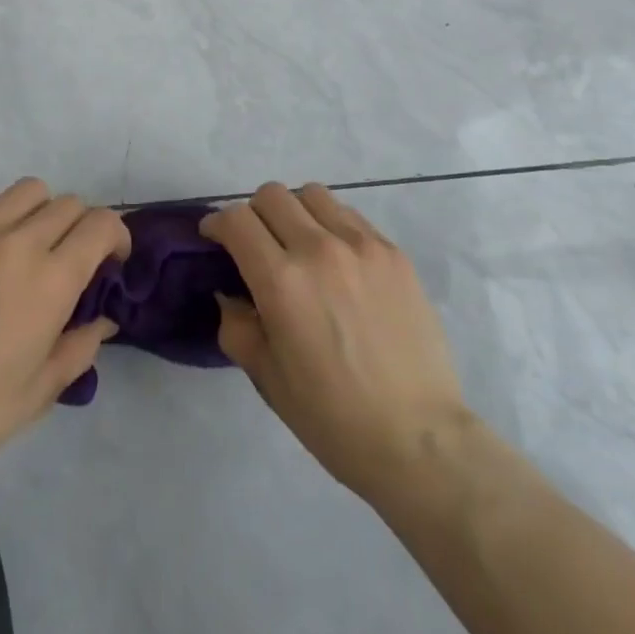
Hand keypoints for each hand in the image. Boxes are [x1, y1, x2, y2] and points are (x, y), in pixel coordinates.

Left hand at [0, 179, 129, 491]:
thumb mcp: (42, 389)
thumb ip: (82, 345)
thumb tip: (102, 319)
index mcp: (51, 280)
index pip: (101, 224)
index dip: (116, 236)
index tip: (110, 260)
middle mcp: (17, 243)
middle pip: (68, 204)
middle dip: (81, 227)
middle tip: (69, 259)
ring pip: (27, 191)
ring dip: (41, 212)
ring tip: (27, 244)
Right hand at [201, 182, 470, 501]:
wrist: (418, 438)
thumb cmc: (334, 419)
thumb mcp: (268, 379)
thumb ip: (238, 326)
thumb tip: (231, 294)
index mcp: (282, 282)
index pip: (237, 220)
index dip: (217, 224)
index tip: (215, 239)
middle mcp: (319, 249)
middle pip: (272, 195)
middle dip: (253, 214)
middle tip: (257, 246)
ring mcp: (362, 245)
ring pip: (313, 195)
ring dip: (295, 212)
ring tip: (300, 246)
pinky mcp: (393, 251)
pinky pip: (350, 216)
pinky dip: (332, 226)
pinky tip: (339, 263)